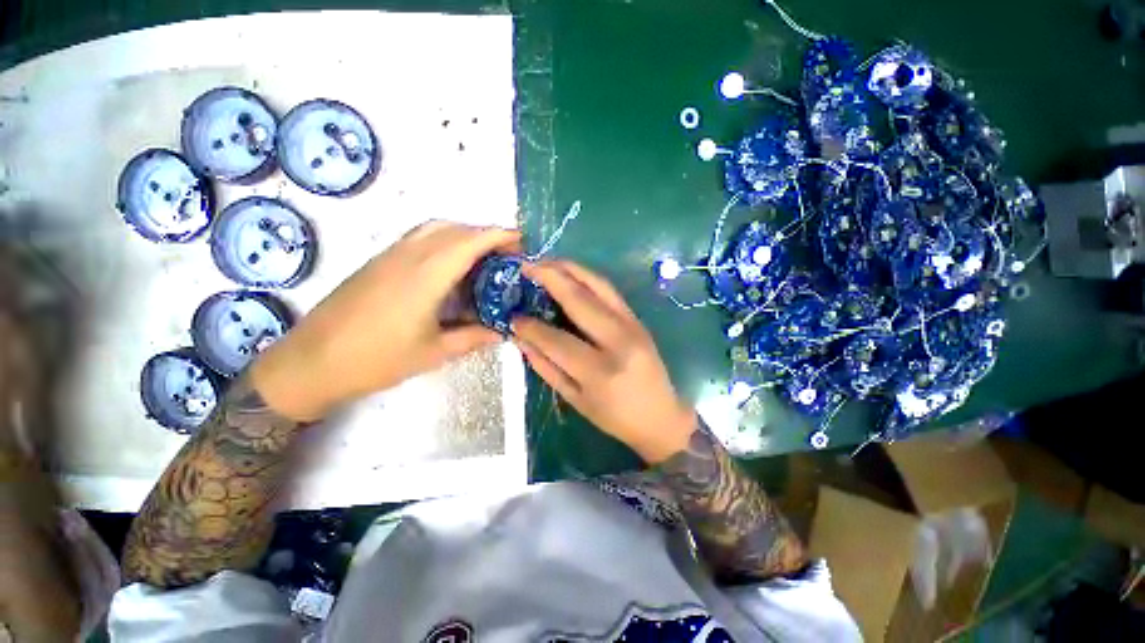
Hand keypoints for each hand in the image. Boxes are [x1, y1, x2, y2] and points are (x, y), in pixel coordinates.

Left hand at [252, 221, 518, 421]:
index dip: (499, 236)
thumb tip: (504, 331)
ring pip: (435, 228)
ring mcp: (390, 254)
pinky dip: (444, 240)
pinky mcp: (379, 261)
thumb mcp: (435, 352)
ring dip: (464, 234)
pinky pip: (419, 237)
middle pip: (455, 228)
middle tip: (507, 253)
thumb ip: (474, 337)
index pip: (470, 241)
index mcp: (426, 275)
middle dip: (486, 234)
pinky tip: (450, 265)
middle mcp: (409, 255)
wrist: (311, 362)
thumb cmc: (377, 359)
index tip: (522, 241)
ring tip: (483, 256)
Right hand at [513, 261, 696, 463]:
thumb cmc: (615, 417)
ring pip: (598, 286)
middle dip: (550, 279)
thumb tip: (521, 338)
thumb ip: (546, 367)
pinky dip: (588, 276)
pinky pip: (610, 290)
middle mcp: (618, 341)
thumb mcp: (575, 399)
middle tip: (526, 267)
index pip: (557, 340)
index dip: (531, 327)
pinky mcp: (638, 319)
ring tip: (546, 262)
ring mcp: (632, 325)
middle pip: (579, 301)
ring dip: (570, 269)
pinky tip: (571, 273)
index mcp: (600, 371)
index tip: (513, 318)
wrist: (661, 416)